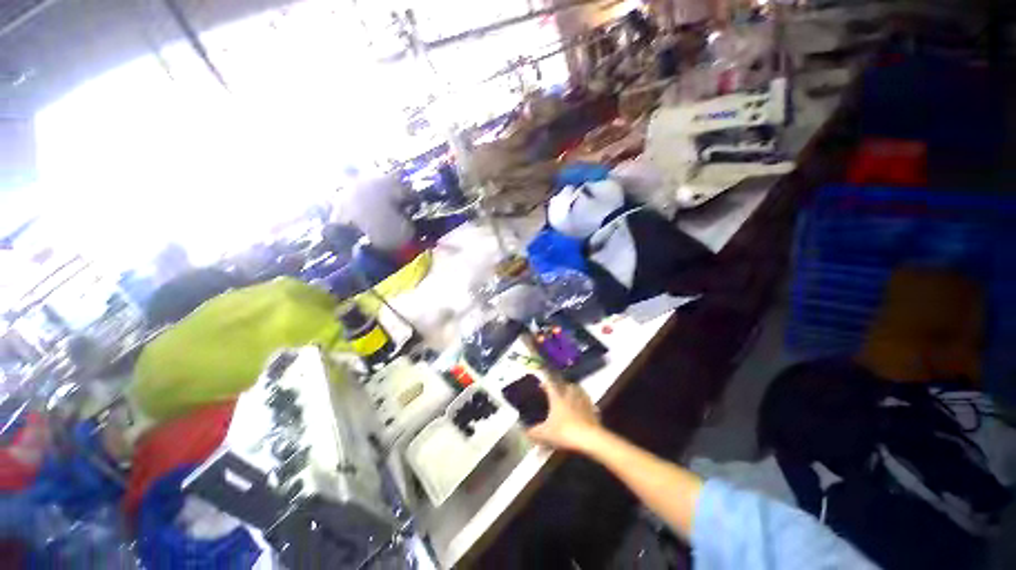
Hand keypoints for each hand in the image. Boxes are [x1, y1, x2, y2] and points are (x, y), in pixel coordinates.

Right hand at [526, 380, 601, 452]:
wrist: (590, 439)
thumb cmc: (565, 432)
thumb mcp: (545, 434)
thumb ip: (533, 432)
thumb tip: (524, 431)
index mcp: (557, 396)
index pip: (549, 384)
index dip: (544, 384)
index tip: (540, 386)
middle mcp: (570, 393)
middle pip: (564, 384)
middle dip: (559, 387)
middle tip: (555, 394)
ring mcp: (583, 399)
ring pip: (577, 390)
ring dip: (572, 392)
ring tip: (568, 399)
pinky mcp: (593, 408)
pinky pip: (586, 401)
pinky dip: (583, 403)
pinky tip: (581, 410)